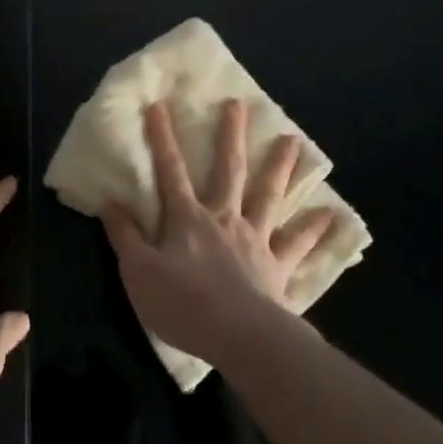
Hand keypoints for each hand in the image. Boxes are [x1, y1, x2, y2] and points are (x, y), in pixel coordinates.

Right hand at [101, 100, 336, 366]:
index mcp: (188, 218)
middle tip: (239, 104)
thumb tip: (109, 202)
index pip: (170, 171)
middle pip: (228, 170)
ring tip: (294, 141)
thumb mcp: (138, 271)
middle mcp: (224, 218)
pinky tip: (333, 216)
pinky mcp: (278, 267)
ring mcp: (255, 240)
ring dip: (281, 168)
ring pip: (269, 196)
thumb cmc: (183, 304)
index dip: (162, 138)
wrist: (239, 338)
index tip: (159, 105)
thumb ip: (125, 236)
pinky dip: (315, 230)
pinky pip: (299, 245)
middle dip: (231, 135)